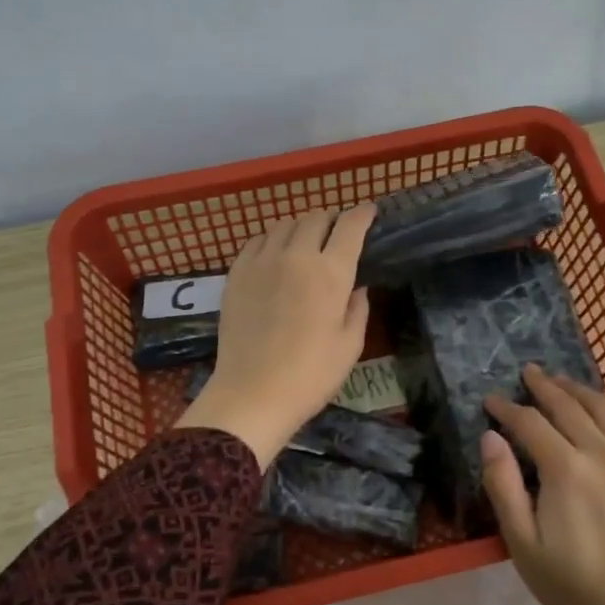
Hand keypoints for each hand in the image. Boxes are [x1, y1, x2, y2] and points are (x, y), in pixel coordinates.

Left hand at [177, 204, 375, 466]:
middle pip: (315, 218)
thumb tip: (356, 287)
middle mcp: (296, 256)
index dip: (362, 214)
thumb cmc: (311, 375)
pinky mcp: (236, 273)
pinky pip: (257, 240)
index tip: (369, 212)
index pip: (350, 227)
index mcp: (331, 272)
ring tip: (306, 241)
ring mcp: (262, 261)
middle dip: (331, 219)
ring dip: (301, 227)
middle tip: (336, 232)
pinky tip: (275, 253)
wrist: (253, 393)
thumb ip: (357, 309)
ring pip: (285, 225)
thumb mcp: (350, 346)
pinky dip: (272, 239)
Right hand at [481, 365, 604, 604]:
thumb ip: (503, 485)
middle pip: (570, 406)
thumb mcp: (521, 541)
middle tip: (528, 372)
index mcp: (568, 470)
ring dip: (580, 391)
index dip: (508, 408)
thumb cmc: (570, 581)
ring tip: (563, 381)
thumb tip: (491, 436)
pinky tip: (602, 417)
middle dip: (544, 386)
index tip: (491, 399)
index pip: (531, 423)